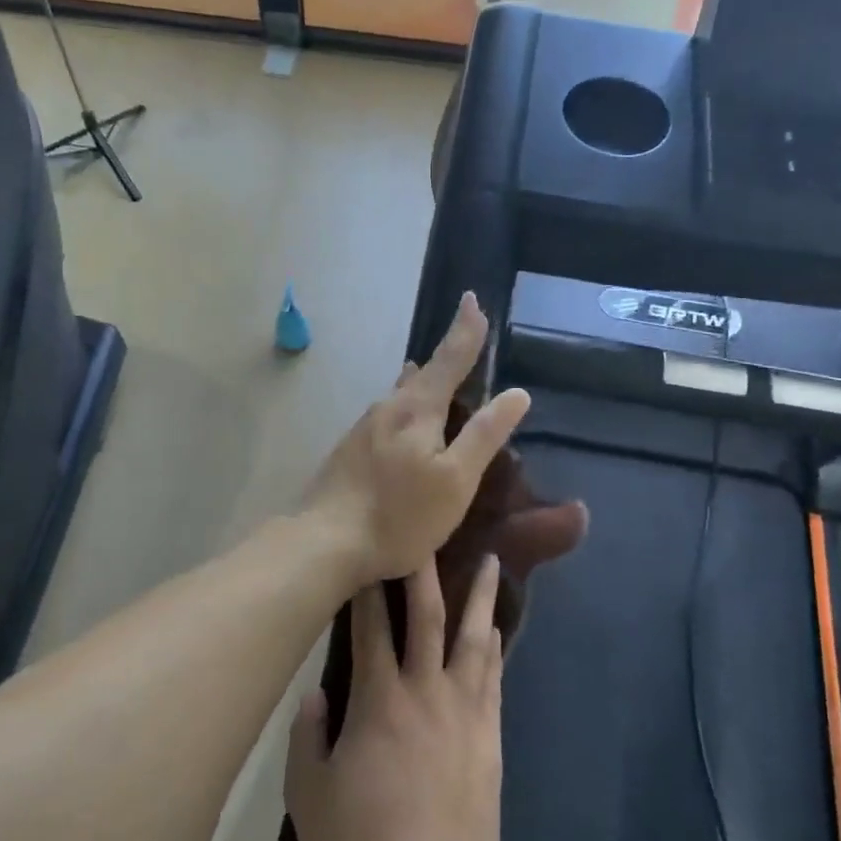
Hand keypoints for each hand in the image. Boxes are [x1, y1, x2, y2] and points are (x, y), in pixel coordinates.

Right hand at [286, 558, 505, 840]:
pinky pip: (493, 676)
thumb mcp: (308, 798)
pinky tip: (496, 625)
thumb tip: (316, 690)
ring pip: (473, 637)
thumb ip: (307, 736)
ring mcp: (463, 712)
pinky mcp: (489, 736)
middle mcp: (425, 692)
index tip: (369, 551)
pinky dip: (494, 645)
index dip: (367, 586)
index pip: (370, 627)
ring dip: (480, 596)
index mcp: (378, 701)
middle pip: (427, 616)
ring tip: (492, 560)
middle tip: (431, 532)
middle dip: (426, 570)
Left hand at [302, 293, 530, 586]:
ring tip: (436, 381)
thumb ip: (484, 435)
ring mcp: (363, 428)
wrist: (323, 542)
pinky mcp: (349, 450)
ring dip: (422, 385)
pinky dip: (406, 411)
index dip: (466, 329)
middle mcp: (387, 407)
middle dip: (444, 359)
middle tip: (464, 346)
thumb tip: (516, 393)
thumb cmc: (399, 515)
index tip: (473, 298)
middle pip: (422, 374)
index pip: (449, 357)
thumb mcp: (455, 480)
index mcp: (416, 408)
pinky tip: (405, 427)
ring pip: (401, 396)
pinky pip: (387, 417)